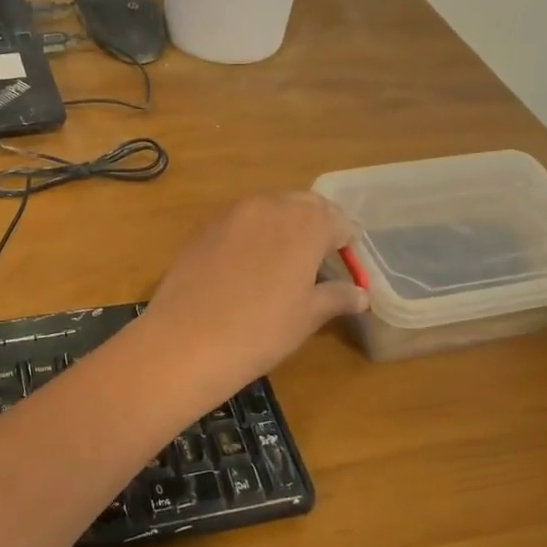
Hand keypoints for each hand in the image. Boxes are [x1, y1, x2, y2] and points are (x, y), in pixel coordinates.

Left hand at [139, 192, 369, 401]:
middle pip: (303, 206)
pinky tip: (246, 266)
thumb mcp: (307, 316)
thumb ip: (336, 297)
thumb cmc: (261, 330)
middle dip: (315, 225)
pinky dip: (250, 235)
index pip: (339, 221)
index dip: (346, 242)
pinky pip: (238, 223)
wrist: (186, 340)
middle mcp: (269, 206)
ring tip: (283, 261)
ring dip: (282, 227)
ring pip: (268, 209)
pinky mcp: (203, 228)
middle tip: (318, 258)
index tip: (347, 262)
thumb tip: (360, 294)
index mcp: (305, 223)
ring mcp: (231, 214)